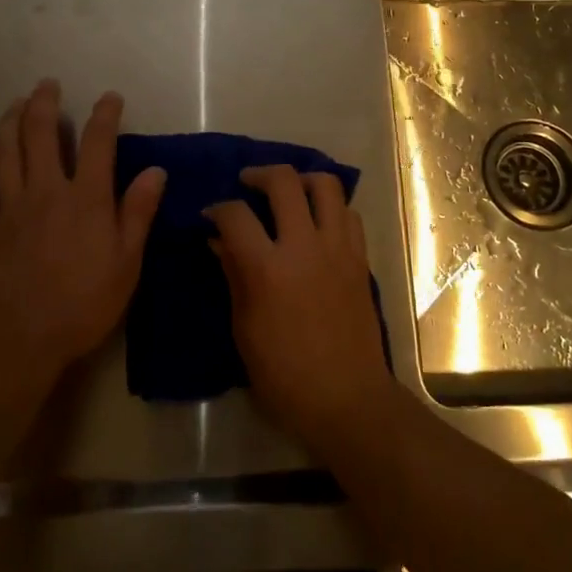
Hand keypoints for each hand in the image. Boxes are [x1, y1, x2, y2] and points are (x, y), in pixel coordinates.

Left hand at [0, 80, 165, 391]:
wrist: (19, 339)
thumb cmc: (83, 303)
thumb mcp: (127, 262)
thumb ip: (138, 212)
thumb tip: (155, 170)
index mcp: (85, 198)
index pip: (98, 142)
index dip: (105, 114)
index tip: (110, 97)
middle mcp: (46, 191)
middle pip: (41, 135)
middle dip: (44, 104)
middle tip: (47, 84)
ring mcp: (11, 209)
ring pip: (5, 154)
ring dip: (8, 124)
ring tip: (14, 105)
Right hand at [206, 166, 397, 459]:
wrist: (347, 398)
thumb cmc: (284, 375)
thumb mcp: (244, 329)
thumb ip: (233, 275)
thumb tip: (219, 241)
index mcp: (268, 269)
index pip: (235, 215)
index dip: (217, 208)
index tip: (210, 216)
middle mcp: (305, 246)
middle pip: (284, 181)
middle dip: (259, 174)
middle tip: (247, 183)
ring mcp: (338, 248)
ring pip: (326, 184)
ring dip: (302, 180)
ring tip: (288, 191)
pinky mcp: (360, 258)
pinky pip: (348, 213)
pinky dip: (330, 207)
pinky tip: (317, 222)